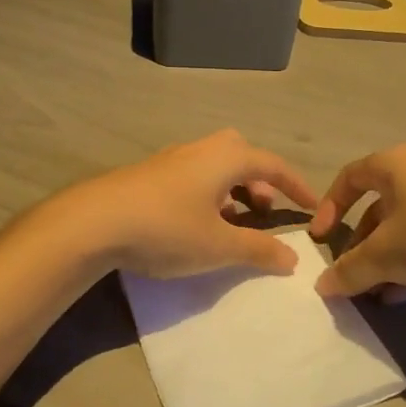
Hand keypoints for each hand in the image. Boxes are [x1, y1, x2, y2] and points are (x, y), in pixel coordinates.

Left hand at [57, 130, 318, 278]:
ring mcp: (169, 160)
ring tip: (230, 223)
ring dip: (231, 189)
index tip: (313, 206)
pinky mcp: (147, 176)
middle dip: (258, 181)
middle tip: (262, 210)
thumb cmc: (166, 228)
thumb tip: (293, 257)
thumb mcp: (219, 245)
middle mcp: (199, 150)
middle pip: (240, 154)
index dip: (297, 185)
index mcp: (224, 158)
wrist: (92, 223)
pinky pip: (191, 177)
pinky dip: (206, 195)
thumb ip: (259, 250)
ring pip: (213, 166)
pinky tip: (194, 224)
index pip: (272, 165)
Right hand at [307, 144, 405, 296]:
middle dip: (362, 245)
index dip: (329, 206)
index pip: (351, 176)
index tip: (321, 239)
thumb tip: (323, 286)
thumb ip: (349, 270)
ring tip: (378, 294)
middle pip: (380, 206)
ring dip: (388, 260)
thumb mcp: (384, 254)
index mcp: (397, 164)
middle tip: (353, 276)